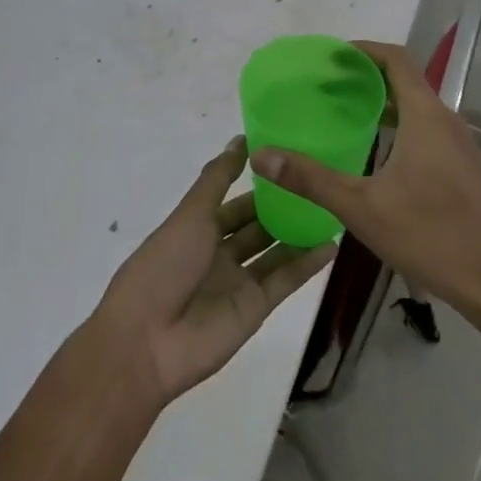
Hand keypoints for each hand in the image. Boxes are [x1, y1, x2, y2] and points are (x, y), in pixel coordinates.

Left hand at [91, 136, 336, 406]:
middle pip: (257, 226)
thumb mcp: (190, 214)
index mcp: (197, 229)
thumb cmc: (164, 265)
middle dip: (283, 207)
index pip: (234, 201)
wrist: (147, 341)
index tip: (290, 160)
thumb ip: (218, 178)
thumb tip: (240, 140)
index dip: (258, 183)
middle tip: (319, 182)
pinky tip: (332, 245)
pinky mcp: (256, 308)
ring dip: (300, 233)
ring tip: (333, 208)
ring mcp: (238, 282)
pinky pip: (285, 281)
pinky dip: (308, 264)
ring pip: (275, 251)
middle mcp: (219, 253)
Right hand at [251, 41, 480, 322]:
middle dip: (366, 77)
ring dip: (383, 103)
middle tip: (326, 87)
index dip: (363, 50)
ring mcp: (460, 146)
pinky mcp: (464, 169)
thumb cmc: (430, 236)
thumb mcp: (361, 207)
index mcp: (426, 117)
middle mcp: (446, 121)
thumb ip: (310, 179)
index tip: (331, 56)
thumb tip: (263, 154)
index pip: (396, 59)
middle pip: (406, 80)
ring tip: (345, 115)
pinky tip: (377, 155)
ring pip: (418, 108)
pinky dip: (399, 126)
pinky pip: (427, 130)